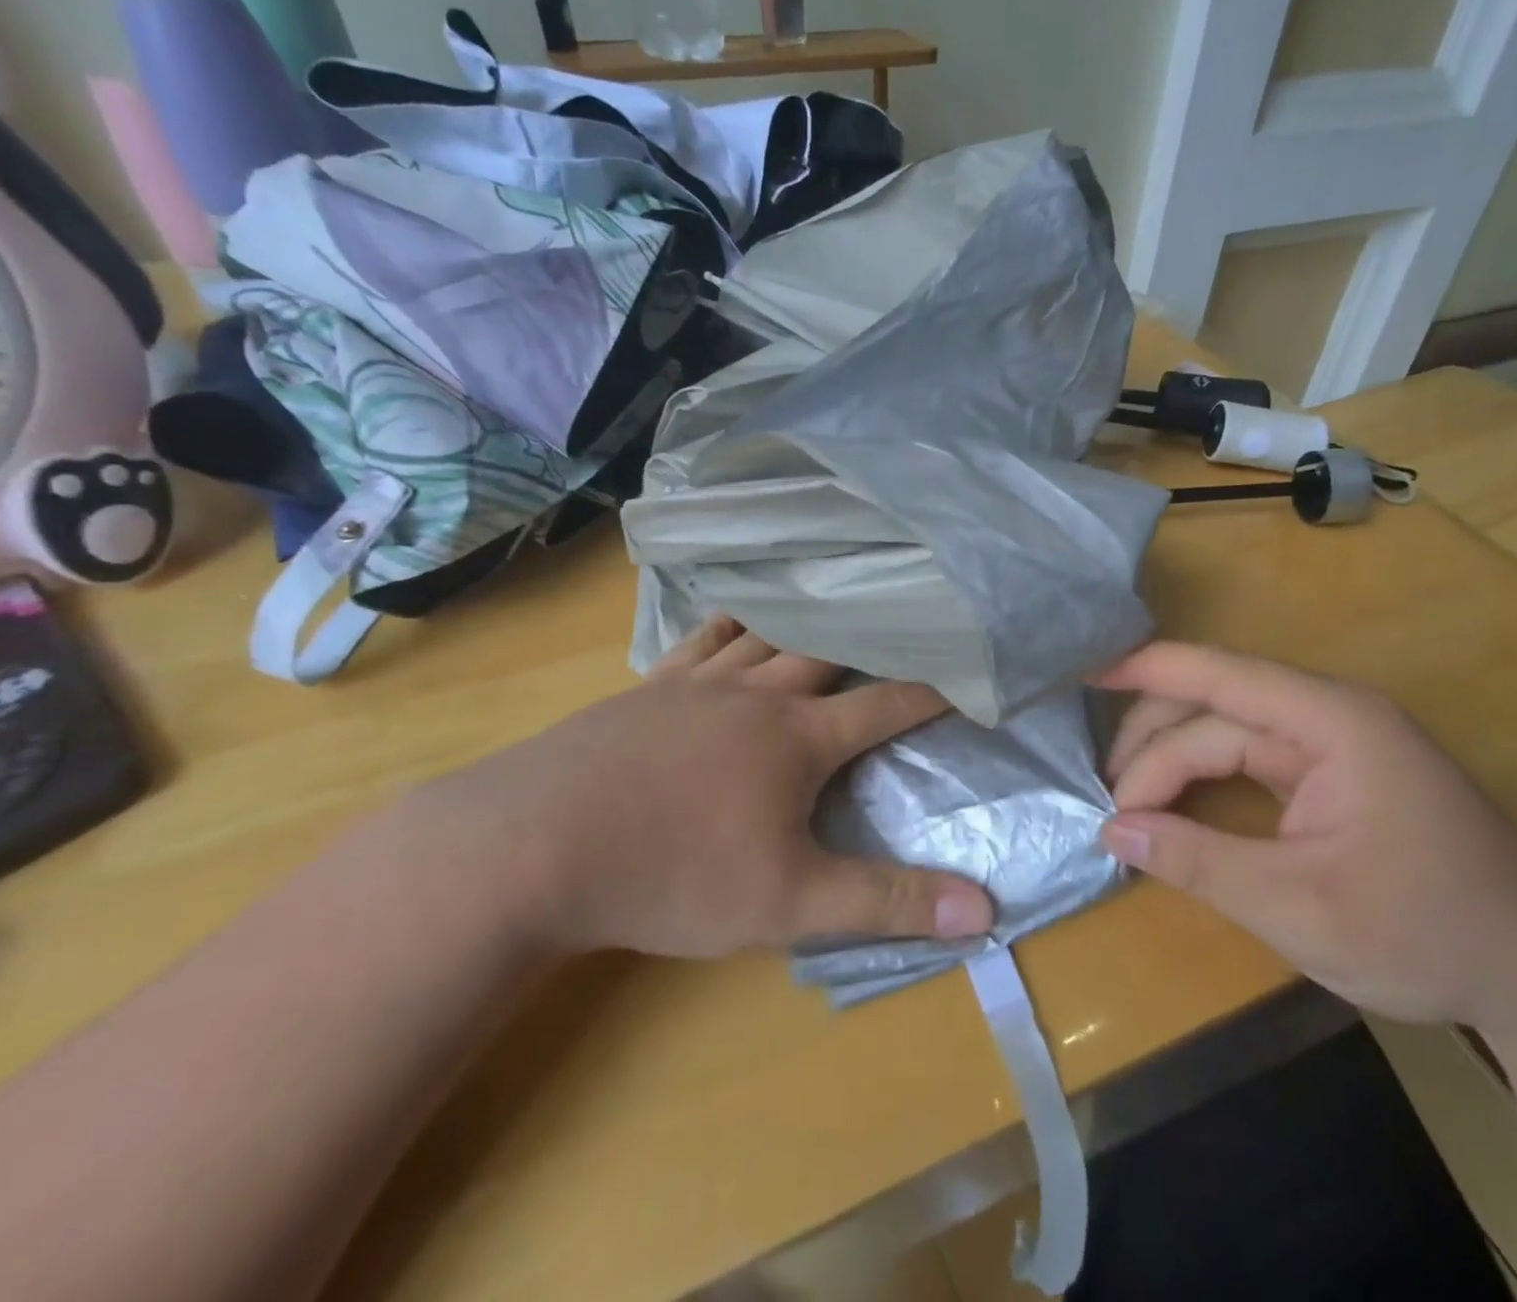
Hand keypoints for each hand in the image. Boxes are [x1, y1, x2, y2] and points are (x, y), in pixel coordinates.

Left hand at [411, 617, 993, 958]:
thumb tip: (984, 910)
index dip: (933, 692)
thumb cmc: (672, 875)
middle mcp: (755, 694)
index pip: (885, 705)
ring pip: (768, 635)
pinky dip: (733, 623)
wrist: (532, 846)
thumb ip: (887, 902)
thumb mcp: (789, 903)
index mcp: (798, 737)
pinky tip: (736, 619)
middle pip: (828, 652)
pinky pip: (703, 638)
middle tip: (905, 624)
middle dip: (873, 641)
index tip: (968, 673)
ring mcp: (696, 683)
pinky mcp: (648, 688)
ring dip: (806, 623)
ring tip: (833, 606)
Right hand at [1094, 642, 1516, 1033]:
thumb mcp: (1299, 906)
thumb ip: (1197, 861)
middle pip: (1213, 707)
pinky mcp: (1331, 775)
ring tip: (1128, 810)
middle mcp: (1327, 715)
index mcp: (1330, 720)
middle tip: (1107, 802)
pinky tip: (1171, 806)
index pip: (1217, 675)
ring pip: (1225, 733)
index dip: (1144, 669)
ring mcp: (1331, 744)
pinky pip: (1247, 760)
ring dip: (1171, 763)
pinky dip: (1202, 780)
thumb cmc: (1428, 933)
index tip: (1080, 677)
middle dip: (1151, 745)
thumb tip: (1111, 829)